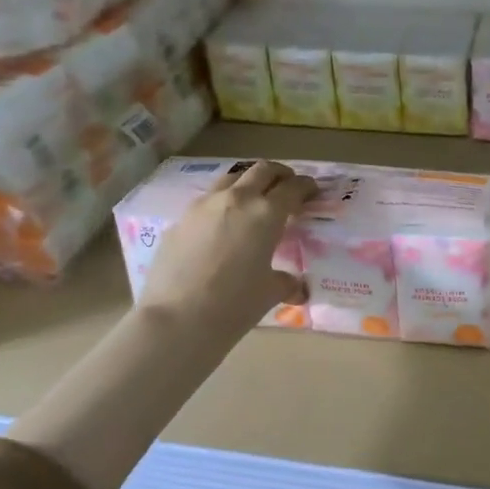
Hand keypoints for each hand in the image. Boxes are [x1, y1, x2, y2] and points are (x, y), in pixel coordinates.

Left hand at [134, 160, 316, 340]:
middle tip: (287, 186)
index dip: (306, 186)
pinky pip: (206, 201)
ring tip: (253, 200)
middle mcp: (236, 200)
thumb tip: (295, 286)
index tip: (312, 190)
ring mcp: (203, 206)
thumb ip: (286, 282)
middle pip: (262, 171)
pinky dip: (222, 204)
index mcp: (266, 213)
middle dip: (279, 174)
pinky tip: (222, 226)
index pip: (292, 188)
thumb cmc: (234, 304)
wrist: (177, 318)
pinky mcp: (180, 219)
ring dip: (247, 183)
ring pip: (231, 179)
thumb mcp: (270, 293)